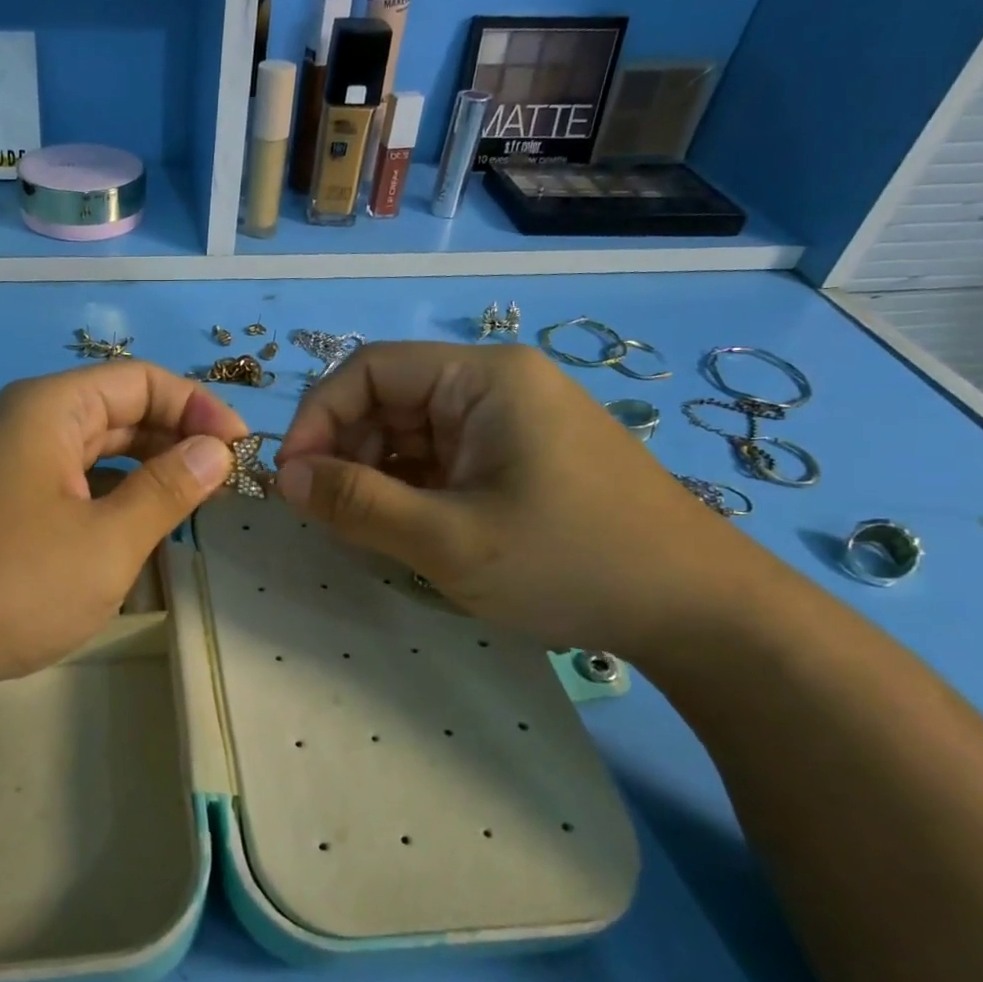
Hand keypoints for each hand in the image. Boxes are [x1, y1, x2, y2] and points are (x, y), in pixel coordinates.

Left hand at [0, 361, 246, 696]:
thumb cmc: (9, 582)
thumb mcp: (106, 541)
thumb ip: (167, 490)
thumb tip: (216, 449)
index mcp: (51, 408)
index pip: (142, 381)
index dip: (198, 407)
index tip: (239, 449)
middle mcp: (26, 422)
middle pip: (117, 410)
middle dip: (174, 437)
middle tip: (223, 479)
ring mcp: (7, 463)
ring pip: (92, 449)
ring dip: (144, 469)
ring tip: (190, 502)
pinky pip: (68, 481)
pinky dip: (108, 495)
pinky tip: (133, 526)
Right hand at [275, 342, 777, 659]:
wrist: (700, 612)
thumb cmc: (572, 562)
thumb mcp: (449, 540)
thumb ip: (357, 504)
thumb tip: (282, 477)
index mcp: (483, 378)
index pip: (370, 369)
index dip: (317, 417)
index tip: (291, 479)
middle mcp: (494, 385)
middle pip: (387, 399)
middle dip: (344, 451)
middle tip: (325, 513)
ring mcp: (508, 422)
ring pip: (409, 433)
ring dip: (372, 475)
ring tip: (363, 528)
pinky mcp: (516, 458)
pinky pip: (438, 460)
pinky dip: (407, 490)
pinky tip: (402, 530)